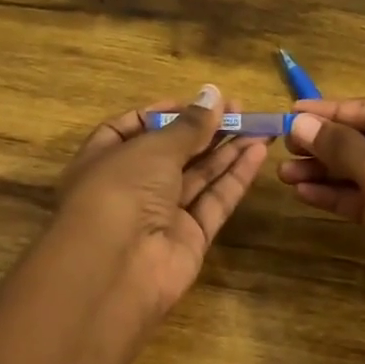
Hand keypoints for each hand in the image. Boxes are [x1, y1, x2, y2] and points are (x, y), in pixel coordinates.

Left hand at [54, 85, 267, 317]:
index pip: (132, 129)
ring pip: (198, 176)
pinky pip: (214, 201)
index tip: (197, 102)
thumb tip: (214, 94)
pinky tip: (258, 152)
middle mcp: (131, 187)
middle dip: (205, 130)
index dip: (163, 113)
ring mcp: (160, 215)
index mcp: (104, 160)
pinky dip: (235, 178)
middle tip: (241, 109)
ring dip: (227, 150)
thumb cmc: (120, 191)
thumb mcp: (153, 148)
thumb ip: (189, 125)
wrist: (115, 269)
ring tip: (260, 125)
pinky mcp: (189, 238)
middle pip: (172, 152)